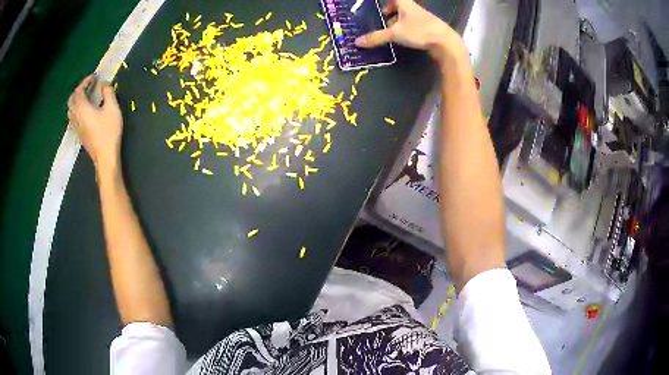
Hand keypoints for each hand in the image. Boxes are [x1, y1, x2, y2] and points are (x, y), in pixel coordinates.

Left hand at [67, 74, 122, 172]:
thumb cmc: (108, 132)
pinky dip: (77, 109)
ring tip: (85, 97)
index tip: (94, 77)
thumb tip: (103, 84)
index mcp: (82, 108)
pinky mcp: (78, 134)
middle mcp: (76, 116)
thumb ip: (108, 92)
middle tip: (88, 85)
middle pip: (71, 100)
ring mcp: (76, 127)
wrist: (105, 157)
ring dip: (76, 100)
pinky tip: (84, 111)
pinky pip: (73, 117)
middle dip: (79, 90)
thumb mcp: (112, 108)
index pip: (79, 90)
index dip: (86, 81)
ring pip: (71, 109)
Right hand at [355, 0, 466, 62]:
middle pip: (398, 6)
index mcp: (405, 4)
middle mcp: (413, 8)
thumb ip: (377, 37)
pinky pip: (412, 25)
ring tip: (389, 32)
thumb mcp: (395, 34)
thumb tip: (358, 42)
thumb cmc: (420, 31)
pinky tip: (402, 38)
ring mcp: (422, 18)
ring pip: (405, 16)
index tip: (377, 8)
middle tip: (380, 21)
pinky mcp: (428, 28)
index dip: (384, 3)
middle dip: (388, 12)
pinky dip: (405, 29)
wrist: (446, 43)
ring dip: (396, 22)